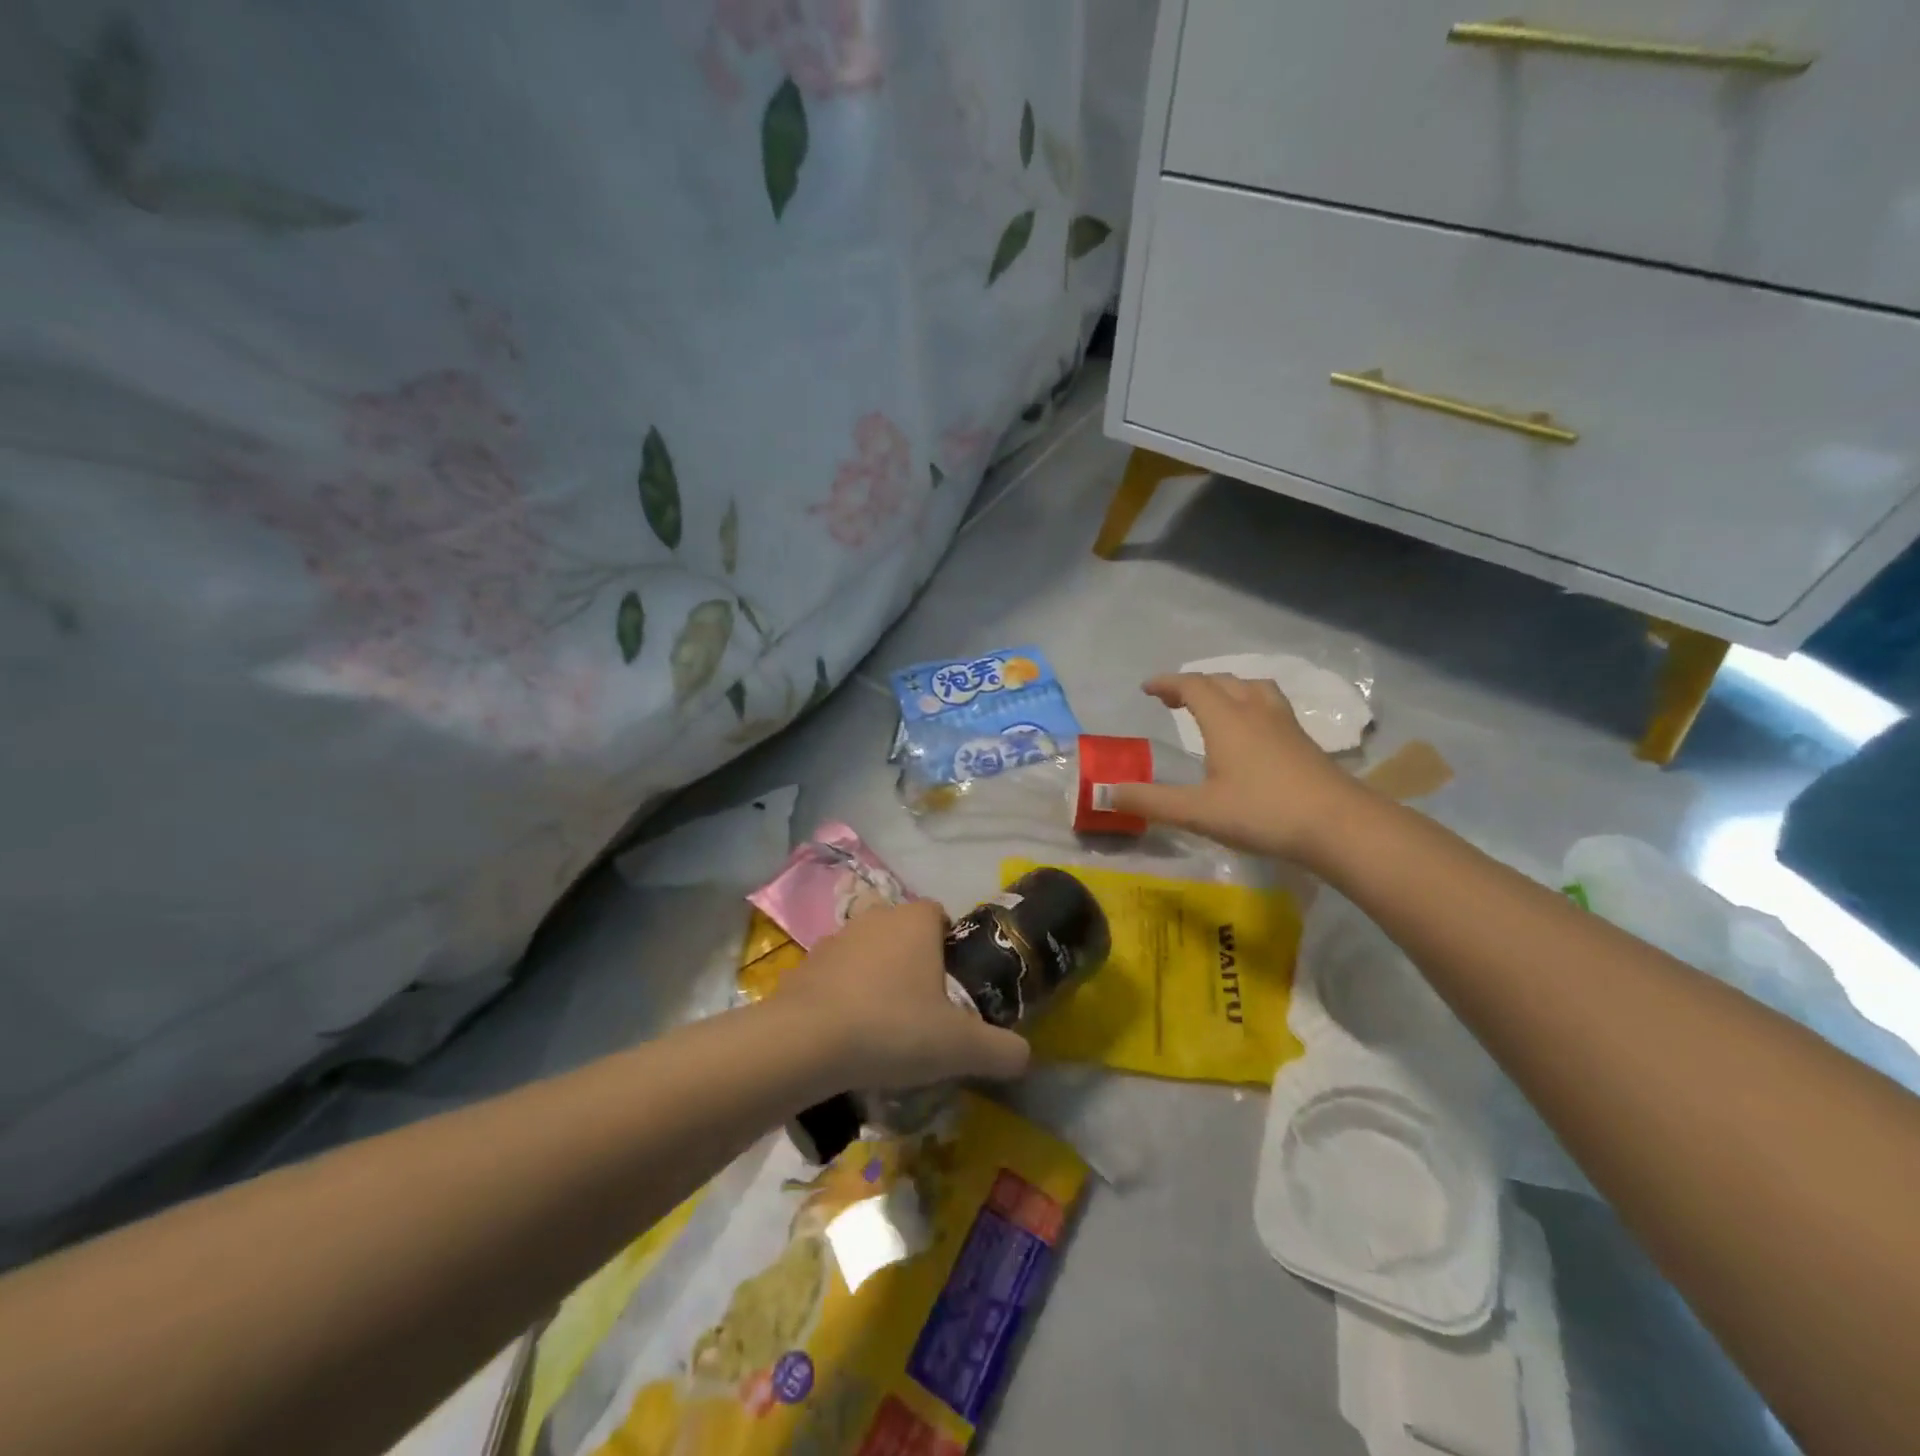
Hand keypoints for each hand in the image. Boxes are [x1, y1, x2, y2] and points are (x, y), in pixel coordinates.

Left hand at [776, 900, 1030, 1088]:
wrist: (805, 1043)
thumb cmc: (893, 1028)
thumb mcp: (960, 1046)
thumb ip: (1002, 1050)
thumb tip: (1027, 1056)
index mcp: (915, 920)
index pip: (940, 916)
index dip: (951, 948)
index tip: (954, 989)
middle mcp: (875, 917)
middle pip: (905, 935)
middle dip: (916, 966)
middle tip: (926, 1014)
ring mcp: (835, 939)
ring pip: (869, 954)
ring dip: (878, 981)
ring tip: (886, 1030)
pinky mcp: (805, 966)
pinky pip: (836, 978)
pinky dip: (845, 998)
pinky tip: (848, 1038)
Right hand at [1108, 673, 1362, 861]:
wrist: (1338, 825)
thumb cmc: (1262, 812)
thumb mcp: (1198, 811)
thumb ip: (1151, 801)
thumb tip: (1106, 793)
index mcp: (1225, 720)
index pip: (1192, 686)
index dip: (1167, 683)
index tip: (1147, 688)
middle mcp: (1254, 712)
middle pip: (1222, 681)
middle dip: (1193, 684)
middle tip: (1173, 699)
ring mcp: (1284, 724)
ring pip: (1252, 688)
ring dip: (1227, 688)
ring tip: (1215, 705)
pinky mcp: (1303, 741)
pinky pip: (1270, 705)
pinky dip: (1251, 704)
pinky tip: (1252, 731)